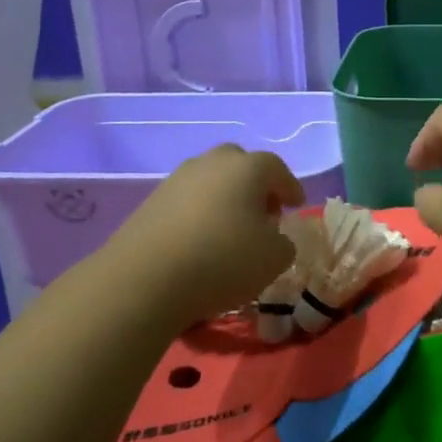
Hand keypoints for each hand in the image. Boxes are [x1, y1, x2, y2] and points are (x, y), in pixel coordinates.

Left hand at [106, 146, 306, 324]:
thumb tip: (274, 238)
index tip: (296, 205)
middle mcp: (212, 163)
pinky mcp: (151, 201)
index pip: (277, 168)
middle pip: (240, 164)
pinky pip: (187, 200)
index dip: (289, 187)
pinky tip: (200, 239)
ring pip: (210, 180)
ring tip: (230, 229)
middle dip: (254, 185)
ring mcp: (177, 179)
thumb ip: (284, 243)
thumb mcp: (274, 259)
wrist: (146, 278)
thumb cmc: (223, 260)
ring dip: (224, 198)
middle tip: (263, 213)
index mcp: (248, 168)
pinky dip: (199, 213)